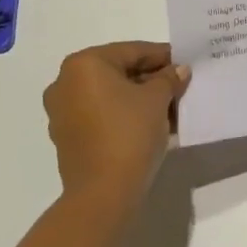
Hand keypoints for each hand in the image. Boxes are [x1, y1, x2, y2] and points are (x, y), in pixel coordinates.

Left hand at [44, 42, 190, 201]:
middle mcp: (65, 83)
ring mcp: (62, 113)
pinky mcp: (67, 138)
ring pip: (110, 95)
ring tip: (169, 107)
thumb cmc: (129, 133)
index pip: (132, 51)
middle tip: (178, 85)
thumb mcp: (158, 99)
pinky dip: (123, 115)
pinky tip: (150, 123)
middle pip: (118, 72)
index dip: (162, 56)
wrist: (103, 195)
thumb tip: (178, 70)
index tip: (184, 62)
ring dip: (138, 98)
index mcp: (84, 64)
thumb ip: (169, 78)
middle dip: (150, 79)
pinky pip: (100, 115)